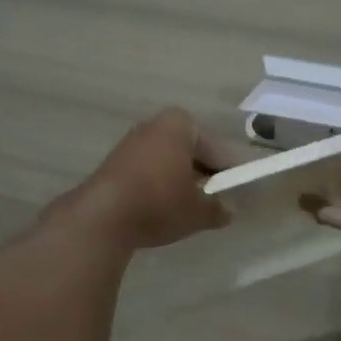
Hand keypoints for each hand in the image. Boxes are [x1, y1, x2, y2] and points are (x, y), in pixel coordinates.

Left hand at [51, 109, 261, 250]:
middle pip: (189, 151)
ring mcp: (130, 144)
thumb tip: (229, 211)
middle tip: (216, 200)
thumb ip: (218, 208)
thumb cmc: (159, 202)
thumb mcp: (198, 211)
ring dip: (180, 181)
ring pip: (167, 162)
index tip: (237, 191)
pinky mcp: (114, 165)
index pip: (216, 147)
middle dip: (203, 174)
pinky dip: (159, 187)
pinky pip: (148, 173)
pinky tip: (164, 210)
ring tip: (191, 209)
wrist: (102, 216)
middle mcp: (153, 126)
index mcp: (179, 124)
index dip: (229, 171)